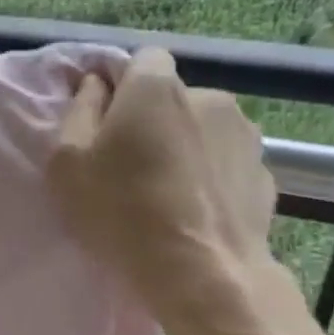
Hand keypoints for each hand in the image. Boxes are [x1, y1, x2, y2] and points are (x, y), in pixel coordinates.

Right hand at [48, 47, 280, 328]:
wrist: (202, 274)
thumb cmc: (121, 212)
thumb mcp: (67, 163)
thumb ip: (79, 111)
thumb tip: (95, 84)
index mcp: (157, 87)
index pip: (143, 59)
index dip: (122, 87)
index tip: (106, 125)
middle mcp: (209, 96)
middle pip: (173, 98)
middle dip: (154, 120)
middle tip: (131, 167)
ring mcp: (246, 135)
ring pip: (204, 130)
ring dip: (186, 148)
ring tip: (168, 194)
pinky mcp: (266, 173)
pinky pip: (226, 164)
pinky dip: (211, 178)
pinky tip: (196, 212)